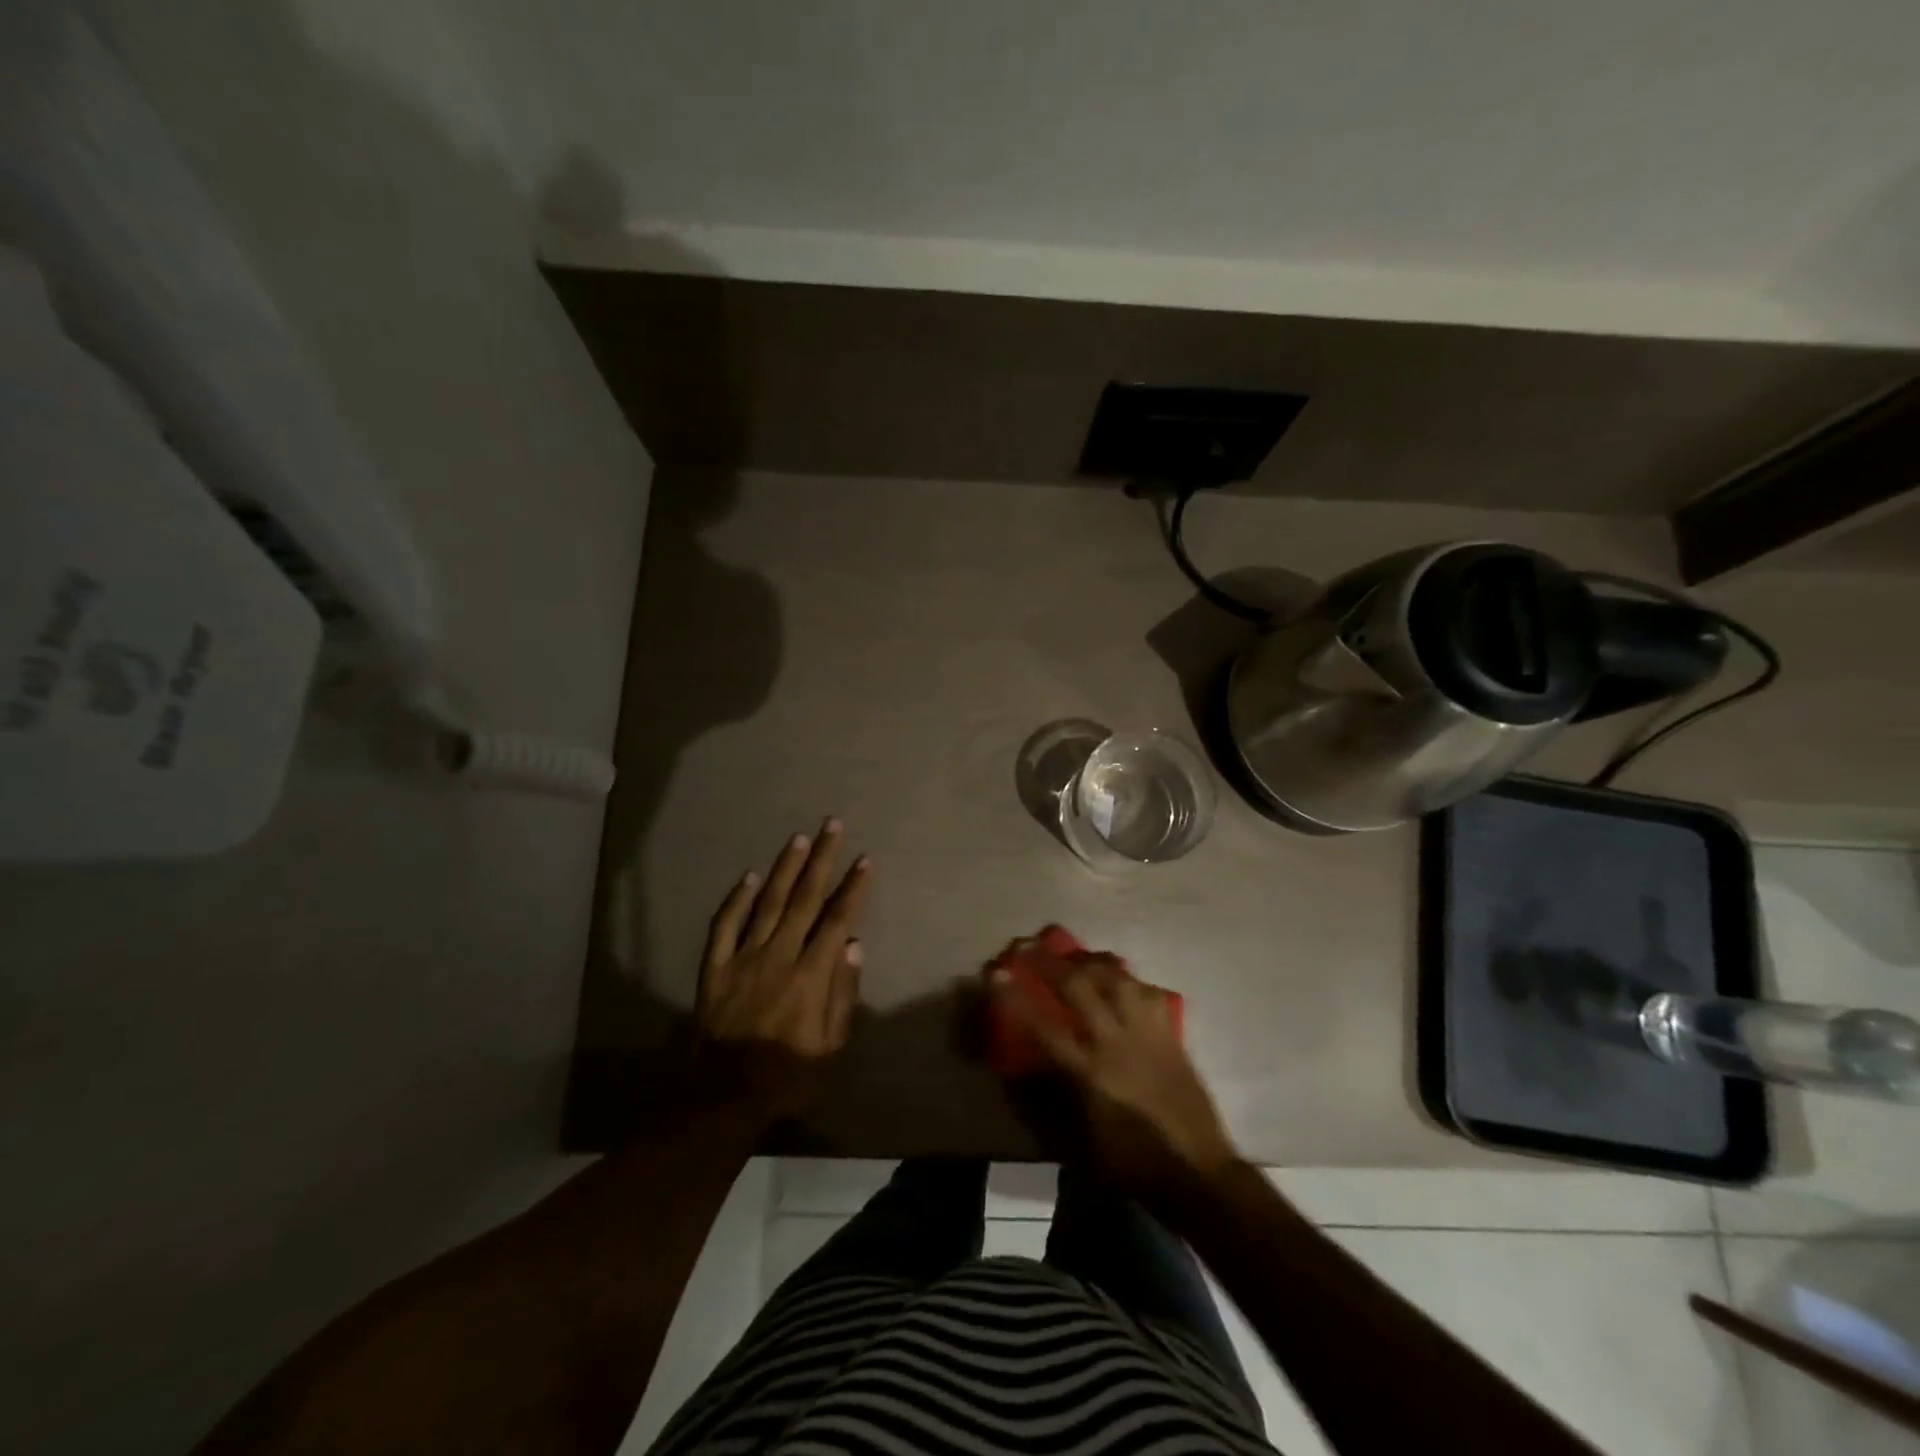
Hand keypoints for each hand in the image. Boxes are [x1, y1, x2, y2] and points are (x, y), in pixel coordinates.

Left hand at [694, 819, 869, 1120]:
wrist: (727, 1097)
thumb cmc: (789, 1074)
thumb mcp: (831, 1046)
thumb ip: (843, 994)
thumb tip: (853, 945)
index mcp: (810, 975)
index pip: (837, 920)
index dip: (852, 888)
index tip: (864, 860)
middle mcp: (778, 956)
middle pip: (804, 899)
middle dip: (821, 860)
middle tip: (831, 826)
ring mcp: (743, 959)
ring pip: (767, 903)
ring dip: (785, 868)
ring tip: (799, 838)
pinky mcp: (715, 968)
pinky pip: (724, 926)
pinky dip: (737, 899)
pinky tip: (750, 877)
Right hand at [991, 953, 1239, 1204]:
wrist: (1199, 1173)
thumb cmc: (1133, 1165)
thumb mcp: (1081, 1143)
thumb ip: (1052, 1101)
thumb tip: (1028, 1070)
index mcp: (1090, 1073)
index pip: (1043, 1026)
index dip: (1016, 998)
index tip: (997, 973)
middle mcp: (1116, 1043)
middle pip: (1079, 986)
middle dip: (1050, 962)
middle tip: (1029, 945)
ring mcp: (1147, 1033)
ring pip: (1117, 978)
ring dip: (1090, 961)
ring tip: (1075, 956)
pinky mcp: (1171, 1035)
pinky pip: (1148, 993)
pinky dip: (1130, 981)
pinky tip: (1122, 982)